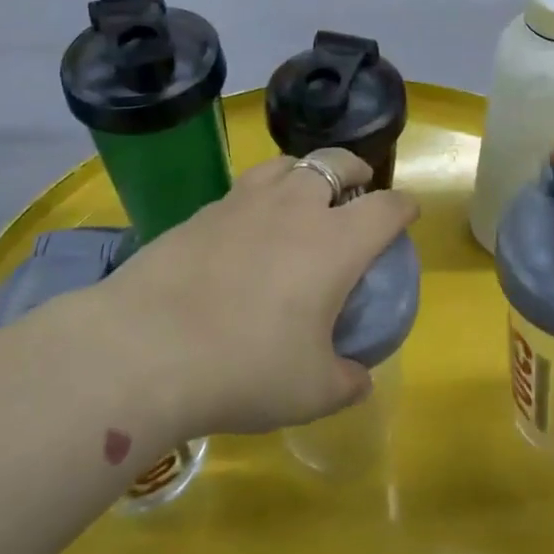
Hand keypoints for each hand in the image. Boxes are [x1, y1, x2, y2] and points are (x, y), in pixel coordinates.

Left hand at [99, 149, 418, 437]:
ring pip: (286, 164)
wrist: (145, 348)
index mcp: (336, 242)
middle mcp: (295, 208)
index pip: (385, 206)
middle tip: (356, 189)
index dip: (403, 206)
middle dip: (354, 169)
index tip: (407, 212)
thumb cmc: (245, 367)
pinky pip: (243, 188)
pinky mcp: (201, 212)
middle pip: (334, 162)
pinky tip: (246, 228)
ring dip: (305, 172)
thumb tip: (358, 378)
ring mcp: (243, 203)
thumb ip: (346, 381)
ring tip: (302, 195)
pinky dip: (259, 196)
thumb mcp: (311, 392)